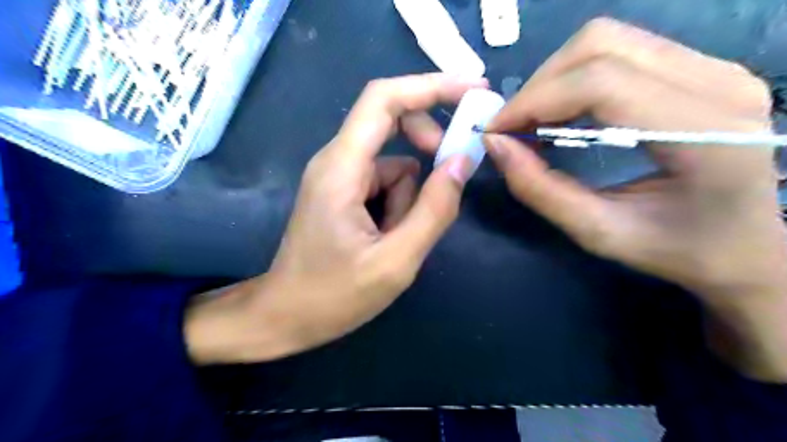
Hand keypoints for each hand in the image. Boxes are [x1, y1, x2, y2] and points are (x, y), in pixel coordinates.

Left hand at [186, 75, 486, 364]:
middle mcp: (336, 160)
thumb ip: (434, 210)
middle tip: (447, 179)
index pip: (384, 99)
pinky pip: (384, 182)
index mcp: (342, 168)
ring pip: (394, 163)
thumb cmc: (333, 296)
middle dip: (427, 144)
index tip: (473, 90)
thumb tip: (462, 162)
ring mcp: (338, 176)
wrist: (285, 316)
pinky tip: (387, 239)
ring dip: (409, 197)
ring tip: (396, 240)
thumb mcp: (395, 261)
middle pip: (391, 121)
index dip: (430, 86)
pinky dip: (397, 206)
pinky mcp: (343, 192)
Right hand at [490, 18, 786, 381]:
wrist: (749, 248)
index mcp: (704, 131)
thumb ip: (541, 190)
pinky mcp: (700, 69)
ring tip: (533, 122)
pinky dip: (574, 79)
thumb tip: (496, 146)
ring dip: (554, 79)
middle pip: (600, 45)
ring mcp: (715, 67)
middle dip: (539, 86)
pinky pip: (621, 52)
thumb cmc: (678, 251)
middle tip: (513, 129)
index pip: (599, 81)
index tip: (497, 133)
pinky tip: (562, 113)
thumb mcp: (599, 232)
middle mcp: (718, 82)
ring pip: (607, 40)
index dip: (534, 100)